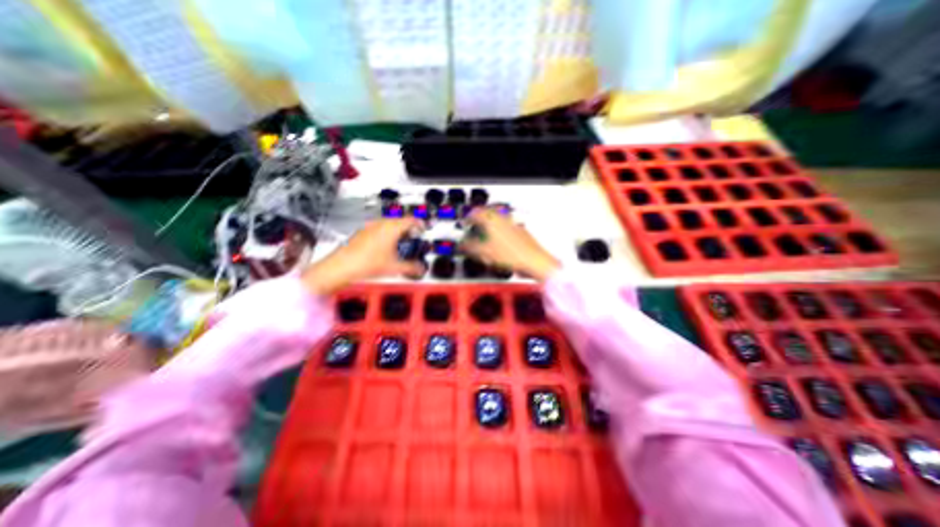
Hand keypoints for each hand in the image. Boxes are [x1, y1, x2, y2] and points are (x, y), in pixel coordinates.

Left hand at [301, 219, 426, 296]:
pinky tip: (385, 247)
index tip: (423, 229)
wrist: (342, 266)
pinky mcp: (362, 232)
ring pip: (388, 224)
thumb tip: (421, 269)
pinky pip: (379, 228)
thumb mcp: (395, 267)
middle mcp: (381, 223)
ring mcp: (370, 226)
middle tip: (413, 238)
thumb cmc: (367, 263)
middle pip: (400, 221)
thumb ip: (411, 267)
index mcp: (391, 228)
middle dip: (409, 229)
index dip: (419, 224)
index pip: (410, 220)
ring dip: (397, 231)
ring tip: (400, 244)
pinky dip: (386, 234)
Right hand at [461, 208, 556, 280]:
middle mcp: (504, 219)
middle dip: (479, 221)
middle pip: (488, 214)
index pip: (476, 213)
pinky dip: (500, 232)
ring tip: (486, 236)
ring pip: (498, 220)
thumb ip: (470, 247)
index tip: (465, 224)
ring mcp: (514, 224)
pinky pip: (507, 227)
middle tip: (474, 227)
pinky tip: (499, 244)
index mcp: (492, 220)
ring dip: (490, 226)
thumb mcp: (484, 253)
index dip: (468, 219)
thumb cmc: (512, 255)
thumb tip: (462, 245)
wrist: (534, 261)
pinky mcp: (521, 232)